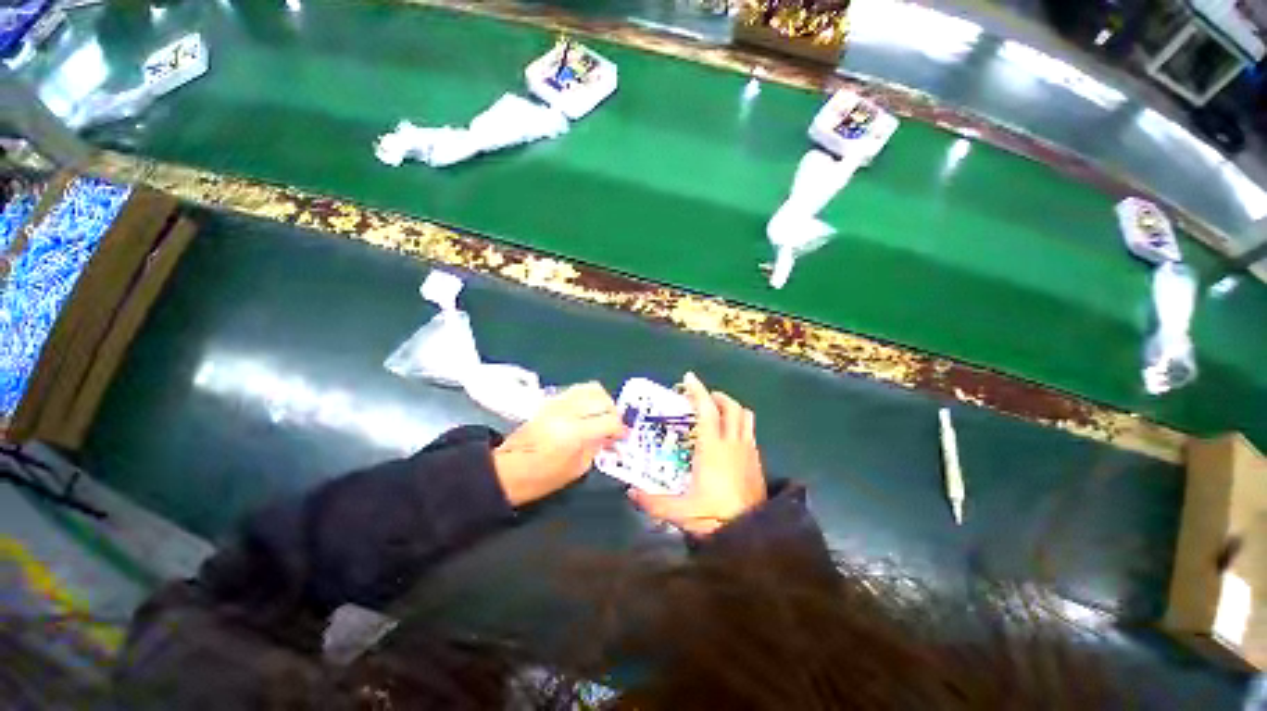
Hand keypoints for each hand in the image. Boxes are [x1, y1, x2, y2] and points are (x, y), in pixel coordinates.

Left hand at [493, 382, 626, 506]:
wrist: (507, 469)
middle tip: (614, 425)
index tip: (622, 436)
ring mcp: (557, 403)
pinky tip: (589, 410)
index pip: (608, 421)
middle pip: (601, 399)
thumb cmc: (542, 478)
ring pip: (590, 388)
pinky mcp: (550, 401)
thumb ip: (596, 448)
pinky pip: (577, 390)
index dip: (619, 429)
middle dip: (613, 411)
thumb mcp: (577, 469)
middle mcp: (567, 412)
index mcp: (574, 433)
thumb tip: (610, 437)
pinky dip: (588, 397)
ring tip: (603, 415)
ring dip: (602, 400)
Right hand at [628, 372, 765, 535]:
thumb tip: (630, 493)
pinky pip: (751, 432)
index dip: (697, 391)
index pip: (706, 410)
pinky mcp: (757, 461)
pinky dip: (741, 424)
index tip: (689, 378)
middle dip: (717, 396)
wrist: (751, 535)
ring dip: (732, 408)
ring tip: (719, 411)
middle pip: (730, 407)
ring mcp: (748, 451)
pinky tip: (731, 437)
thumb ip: (653, 502)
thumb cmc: (714, 516)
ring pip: (745, 416)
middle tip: (704, 398)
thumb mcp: (680, 511)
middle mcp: (732, 443)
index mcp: (712, 448)